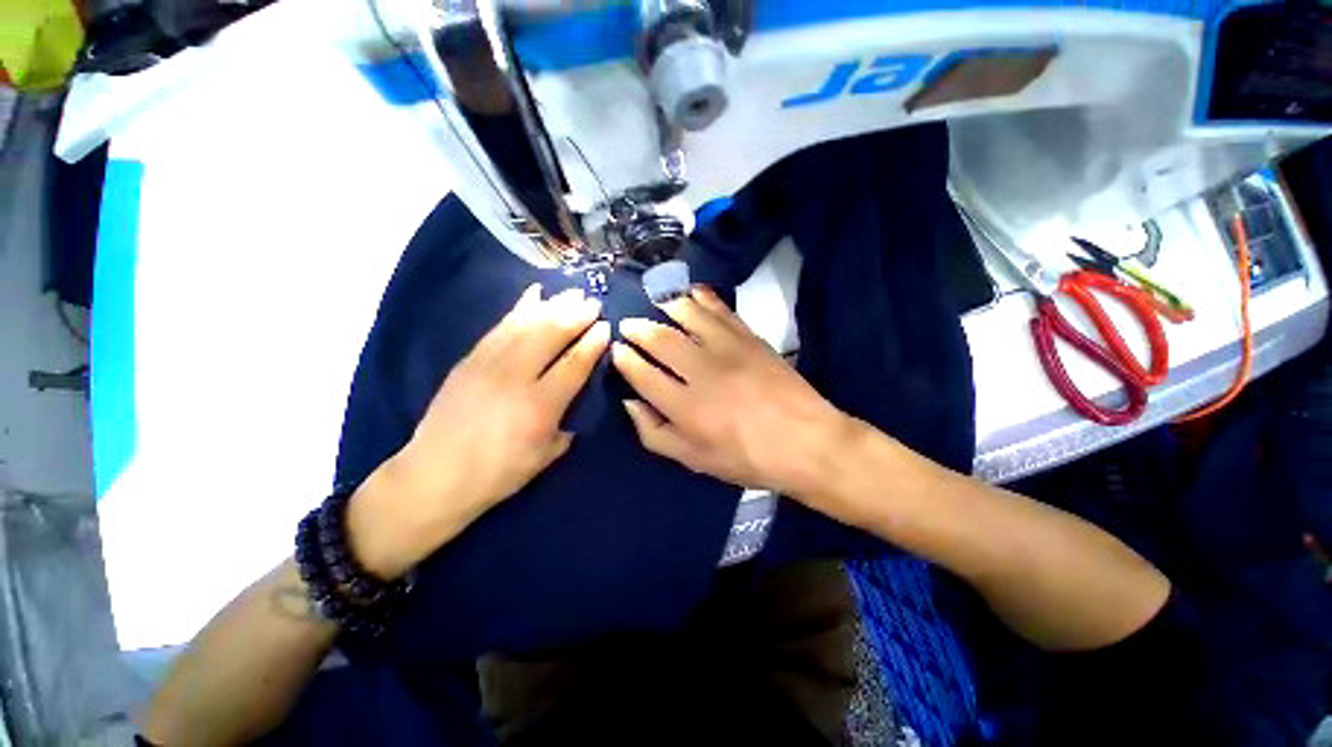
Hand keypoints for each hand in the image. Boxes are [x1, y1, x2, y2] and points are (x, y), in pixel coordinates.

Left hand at [349, 284, 608, 577]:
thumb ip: (568, 425)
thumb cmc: (498, 473)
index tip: (606, 326)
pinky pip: (499, 326)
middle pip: (550, 335)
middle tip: (593, 302)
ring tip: (572, 293)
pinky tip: (533, 294)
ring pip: (526, 325)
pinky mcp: (470, 359)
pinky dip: (519, 308)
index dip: (592, 343)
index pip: (574, 364)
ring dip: (553, 305)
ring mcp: (489, 364)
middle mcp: (516, 378)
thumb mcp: (545, 457)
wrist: (435, 476)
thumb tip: (578, 400)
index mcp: (540, 406)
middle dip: (576, 315)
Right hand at [611, 286, 854, 502]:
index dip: (625, 359)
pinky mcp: (750, 338)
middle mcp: (702, 372)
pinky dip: (703, 297)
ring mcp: (728, 349)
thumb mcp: (694, 460)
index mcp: (685, 408)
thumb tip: (630, 402)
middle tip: (629, 324)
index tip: (617, 349)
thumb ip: (655, 433)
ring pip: (687, 316)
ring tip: (654, 303)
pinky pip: (720, 310)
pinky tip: (691, 293)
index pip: (642, 374)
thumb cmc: (746, 457)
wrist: (805, 442)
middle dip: (638, 328)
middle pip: (660, 339)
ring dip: (665, 305)